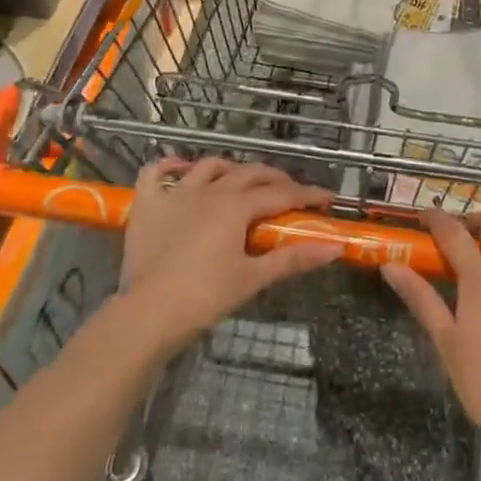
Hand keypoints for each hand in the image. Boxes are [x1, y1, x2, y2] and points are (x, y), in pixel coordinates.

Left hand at [116, 158, 339, 354]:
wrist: (147, 315)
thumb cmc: (204, 298)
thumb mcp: (252, 279)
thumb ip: (292, 259)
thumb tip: (333, 248)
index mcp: (236, 207)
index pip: (280, 194)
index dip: (306, 195)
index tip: (326, 199)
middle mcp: (208, 191)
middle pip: (249, 173)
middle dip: (275, 179)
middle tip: (291, 192)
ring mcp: (175, 194)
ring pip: (208, 166)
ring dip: (230, 169)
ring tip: (241, 180)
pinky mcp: (147, 204)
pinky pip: (156, 172)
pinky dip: (170, 165)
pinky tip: (180, 168)